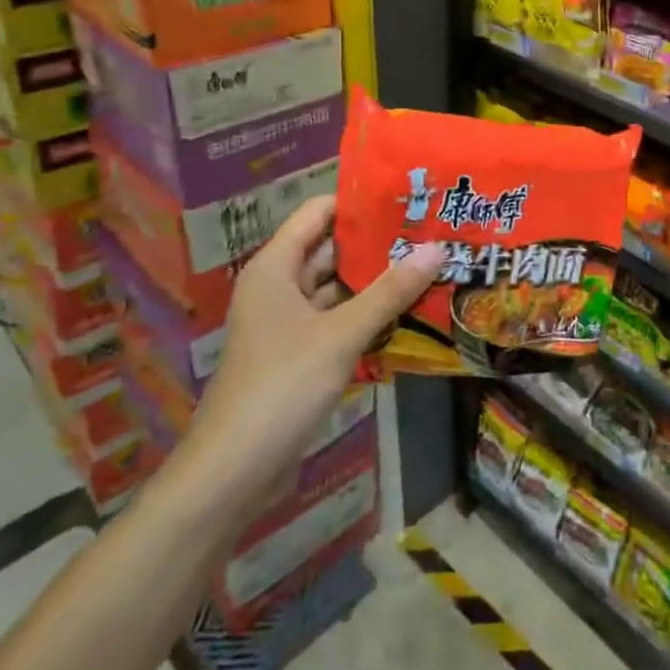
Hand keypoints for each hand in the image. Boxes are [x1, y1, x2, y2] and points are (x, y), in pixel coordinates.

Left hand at [178, 196, 443, 525]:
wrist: (231, 473)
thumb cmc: (281, 387)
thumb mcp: (342, 334)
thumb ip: (391, 291)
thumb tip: (438, 248)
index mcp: (275, 267)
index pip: (319, 212)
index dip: (360, 201)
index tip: (408, 196)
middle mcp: (279, 286)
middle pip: (332, 249)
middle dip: (378, 242)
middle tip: (431, 229)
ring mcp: (288, 322)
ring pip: (338, 287)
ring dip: (378, 280)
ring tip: (430, 262)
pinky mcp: (299, 354)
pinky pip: (338, 319)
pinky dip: (368, 313)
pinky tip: (410, 309)